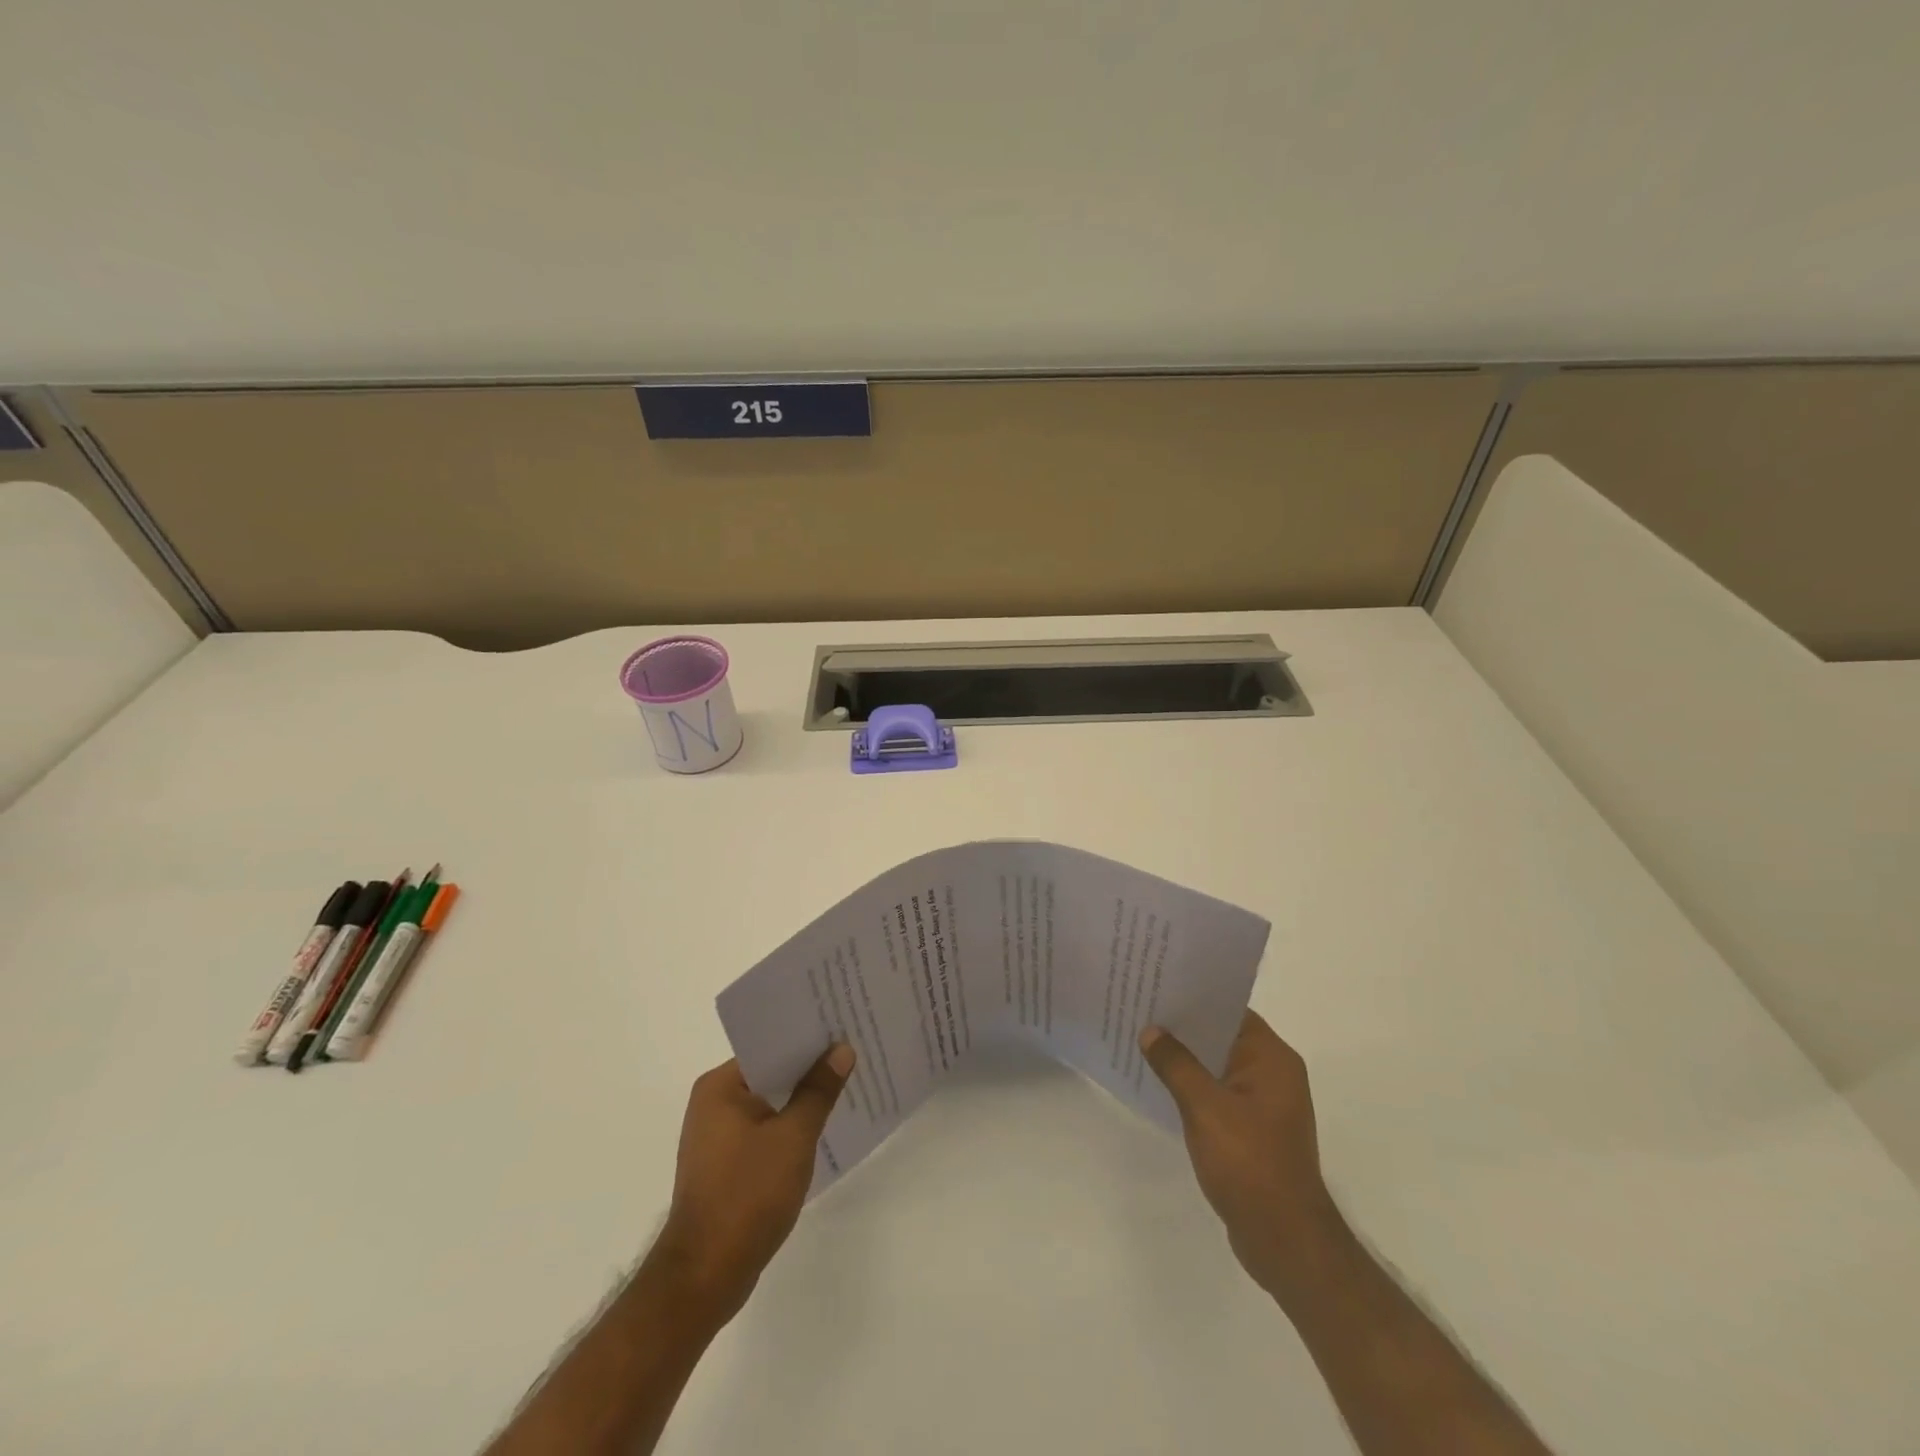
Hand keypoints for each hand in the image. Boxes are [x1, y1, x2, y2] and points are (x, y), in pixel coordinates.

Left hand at [647, 1045, 854, 1325]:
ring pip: (769, 1104)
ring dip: (801, 1099)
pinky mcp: (726, 1166)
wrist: (705, 1276)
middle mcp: (712, 1104)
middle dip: (808, 1068)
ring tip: (845, 1085)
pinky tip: (822, 1128)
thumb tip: (841, 1050)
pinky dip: (789, 1127)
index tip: (841, 1027)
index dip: (806, 1037)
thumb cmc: (747, 1195)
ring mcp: (717, 1137)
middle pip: (769, 1073)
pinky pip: (764, 1131)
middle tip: (852, 1051)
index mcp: (720, 1087)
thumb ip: (818, 1091)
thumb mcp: (793, 1137)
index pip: (768, 1046)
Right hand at [1140, 1011, 1350, 1304]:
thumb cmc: (1249, 1164)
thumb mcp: (1205, 1108)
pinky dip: (1193, 1086)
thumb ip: (1176, 1064)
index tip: (1157, 985)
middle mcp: (1273, 1073)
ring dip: (1186, 1058)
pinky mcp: (1253, 1130)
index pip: (1230, 1010)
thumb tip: (1151, 1031)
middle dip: (1184, 1027)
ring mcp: (1265, 1104)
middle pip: (1222, 1036)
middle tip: (1140, 1008)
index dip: (1195, 997)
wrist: (1285, 1241)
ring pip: (1217, 1065)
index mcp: (1272, 1059)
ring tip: (1141, 1040)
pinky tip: (1159, 1084)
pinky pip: (1218, 1093)